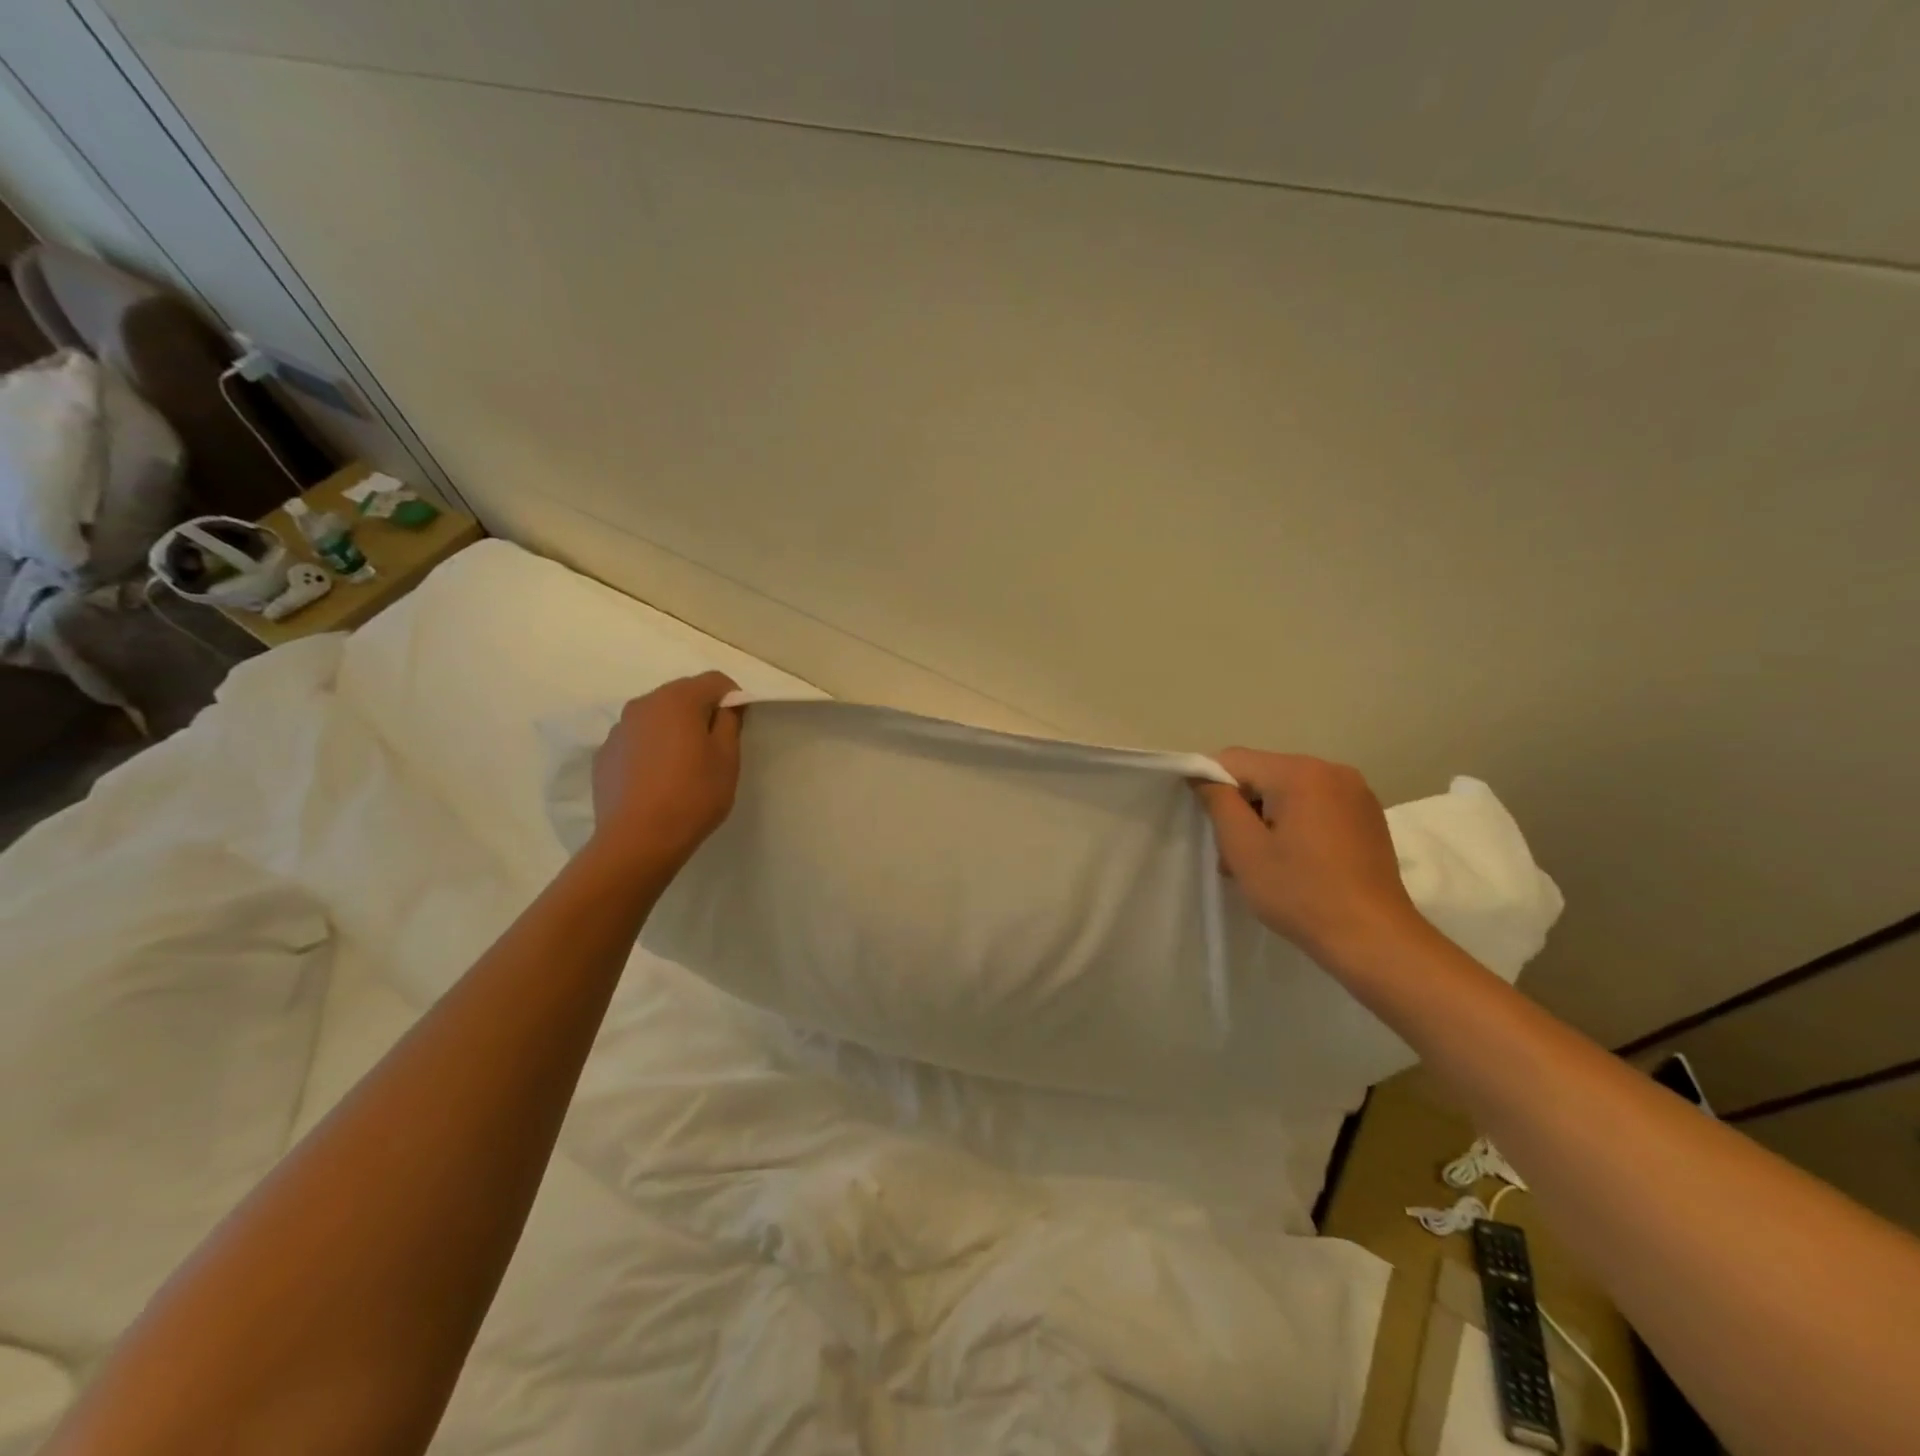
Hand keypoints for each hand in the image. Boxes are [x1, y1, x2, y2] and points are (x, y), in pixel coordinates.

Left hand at [589, 672, 743, 874]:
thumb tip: (726, 706)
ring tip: (683, 766)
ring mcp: (618, 730)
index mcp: (677, 700)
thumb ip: (730, 722)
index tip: (738, 725)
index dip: (732, 698)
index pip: (714, 680)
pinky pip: (636, 740)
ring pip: (656, 718)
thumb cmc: (693, 796)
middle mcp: (643, 705)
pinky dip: (651, 749)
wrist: (637, 840)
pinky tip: (658, 780)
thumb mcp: (727, 758)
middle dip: (701, 712)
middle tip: (714, 747)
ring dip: (674, 730)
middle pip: (681, 695)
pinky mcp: (604, 755)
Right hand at [1195, 749, 1426, 968]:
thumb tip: (1202, 775)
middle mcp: (1332, 770)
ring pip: (1289, 791)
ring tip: (1264, 863)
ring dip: (1268, 817)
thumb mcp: (1243, 848)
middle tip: (1234, 855)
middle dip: (1242, 807)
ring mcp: (1356, 792)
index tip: (1209, 825)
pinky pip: (1316, 804)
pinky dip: (1296, 823)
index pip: (1235, 760)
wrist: (1373, 938)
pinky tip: (1296, 861)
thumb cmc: (1300, 892)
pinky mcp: (1368, 815)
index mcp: (1300, 772)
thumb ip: (1218, 802)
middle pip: (1264, 774)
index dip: (1211, 786)